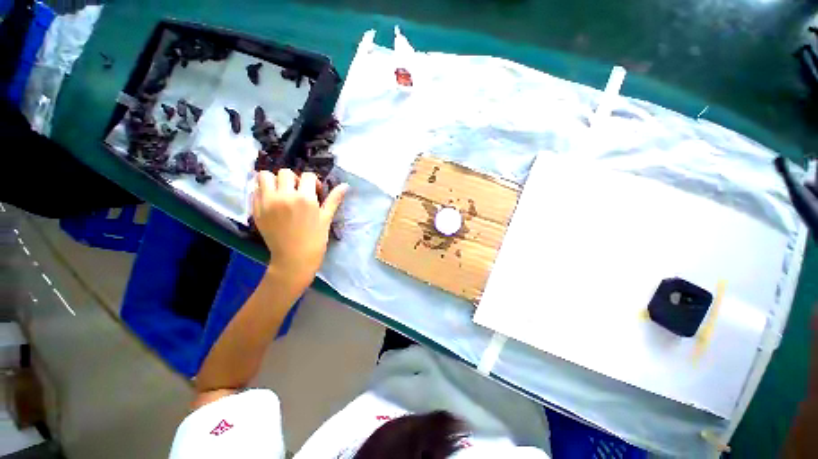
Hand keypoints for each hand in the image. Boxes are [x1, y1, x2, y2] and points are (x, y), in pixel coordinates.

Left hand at [252, 169, 347, 291]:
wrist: (295, 259)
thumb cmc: (315, 239)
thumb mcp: (326, 218)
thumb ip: (334, 199)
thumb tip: (345, 186)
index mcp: (305, 198)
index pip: (307, 176)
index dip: (313, 182)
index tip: (315, 192)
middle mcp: (284, 196)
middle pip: (285, 173)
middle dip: (294, 179)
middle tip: (298, 192)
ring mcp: (267, 202)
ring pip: (265, 176)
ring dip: (274, 181)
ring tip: (282, 193)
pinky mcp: (256, 210)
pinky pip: (255, 191)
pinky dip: (263, 192)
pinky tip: (272, 202)